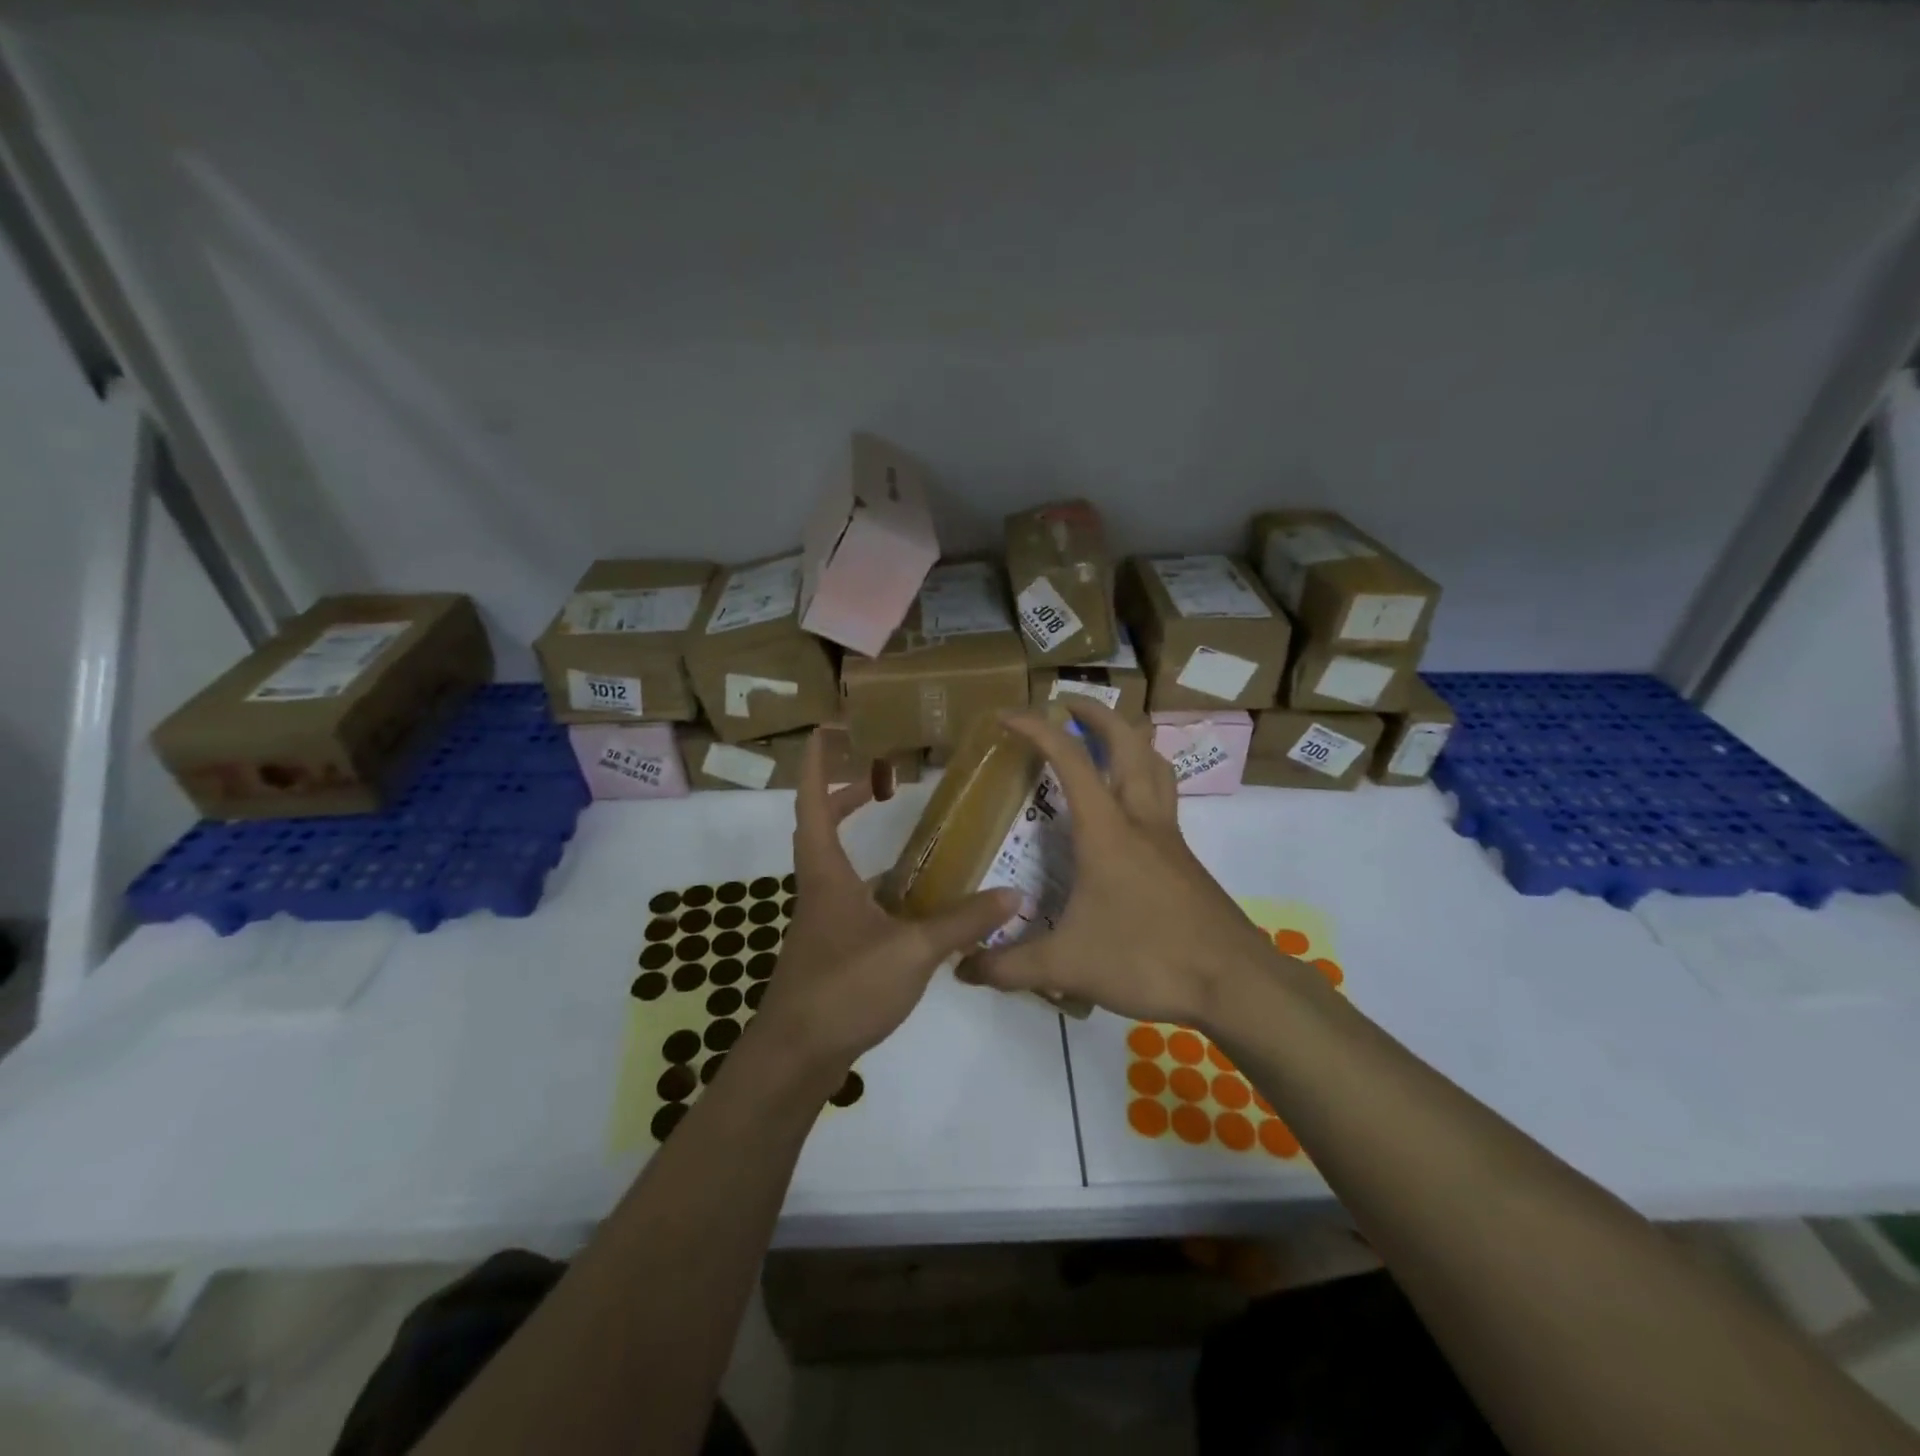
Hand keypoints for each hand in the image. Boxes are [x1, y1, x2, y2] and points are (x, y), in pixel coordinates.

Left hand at [749, 729, 1019, 1084]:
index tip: (827, 730)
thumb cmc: (843, 988)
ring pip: (838, 865)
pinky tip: (912, 903)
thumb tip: (1013, 894)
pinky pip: (854, 899)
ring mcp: (822, 920)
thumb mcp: (911, 951)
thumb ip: (962, 922)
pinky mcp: (831, 948)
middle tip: (882, 778)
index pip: (813, 803)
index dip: (817, 764)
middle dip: (845, 795)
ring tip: (908, 835)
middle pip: (822, 827)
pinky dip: (878, 887)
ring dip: (860, 839)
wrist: (796, 1055)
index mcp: (826, 873)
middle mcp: (819, 888)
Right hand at [956, 701, 1301, 1027]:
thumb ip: (1011, 966)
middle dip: (1096, 713)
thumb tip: (964, 969)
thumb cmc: (1148, 960)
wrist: (1234, 983)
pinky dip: (1144, 778)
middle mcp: (1141, 819)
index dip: (1037, 728)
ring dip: (1130, 739)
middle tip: (1066, 704)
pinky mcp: (1184, 859)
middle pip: (1128, 741)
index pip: (1069, 760)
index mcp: (1107, 830)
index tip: (1006, 715)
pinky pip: (1164, 797)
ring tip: (1104, 740)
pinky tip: (1126, 812)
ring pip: (1156, 764)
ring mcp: (1169, 837)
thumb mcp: (1068, 965)